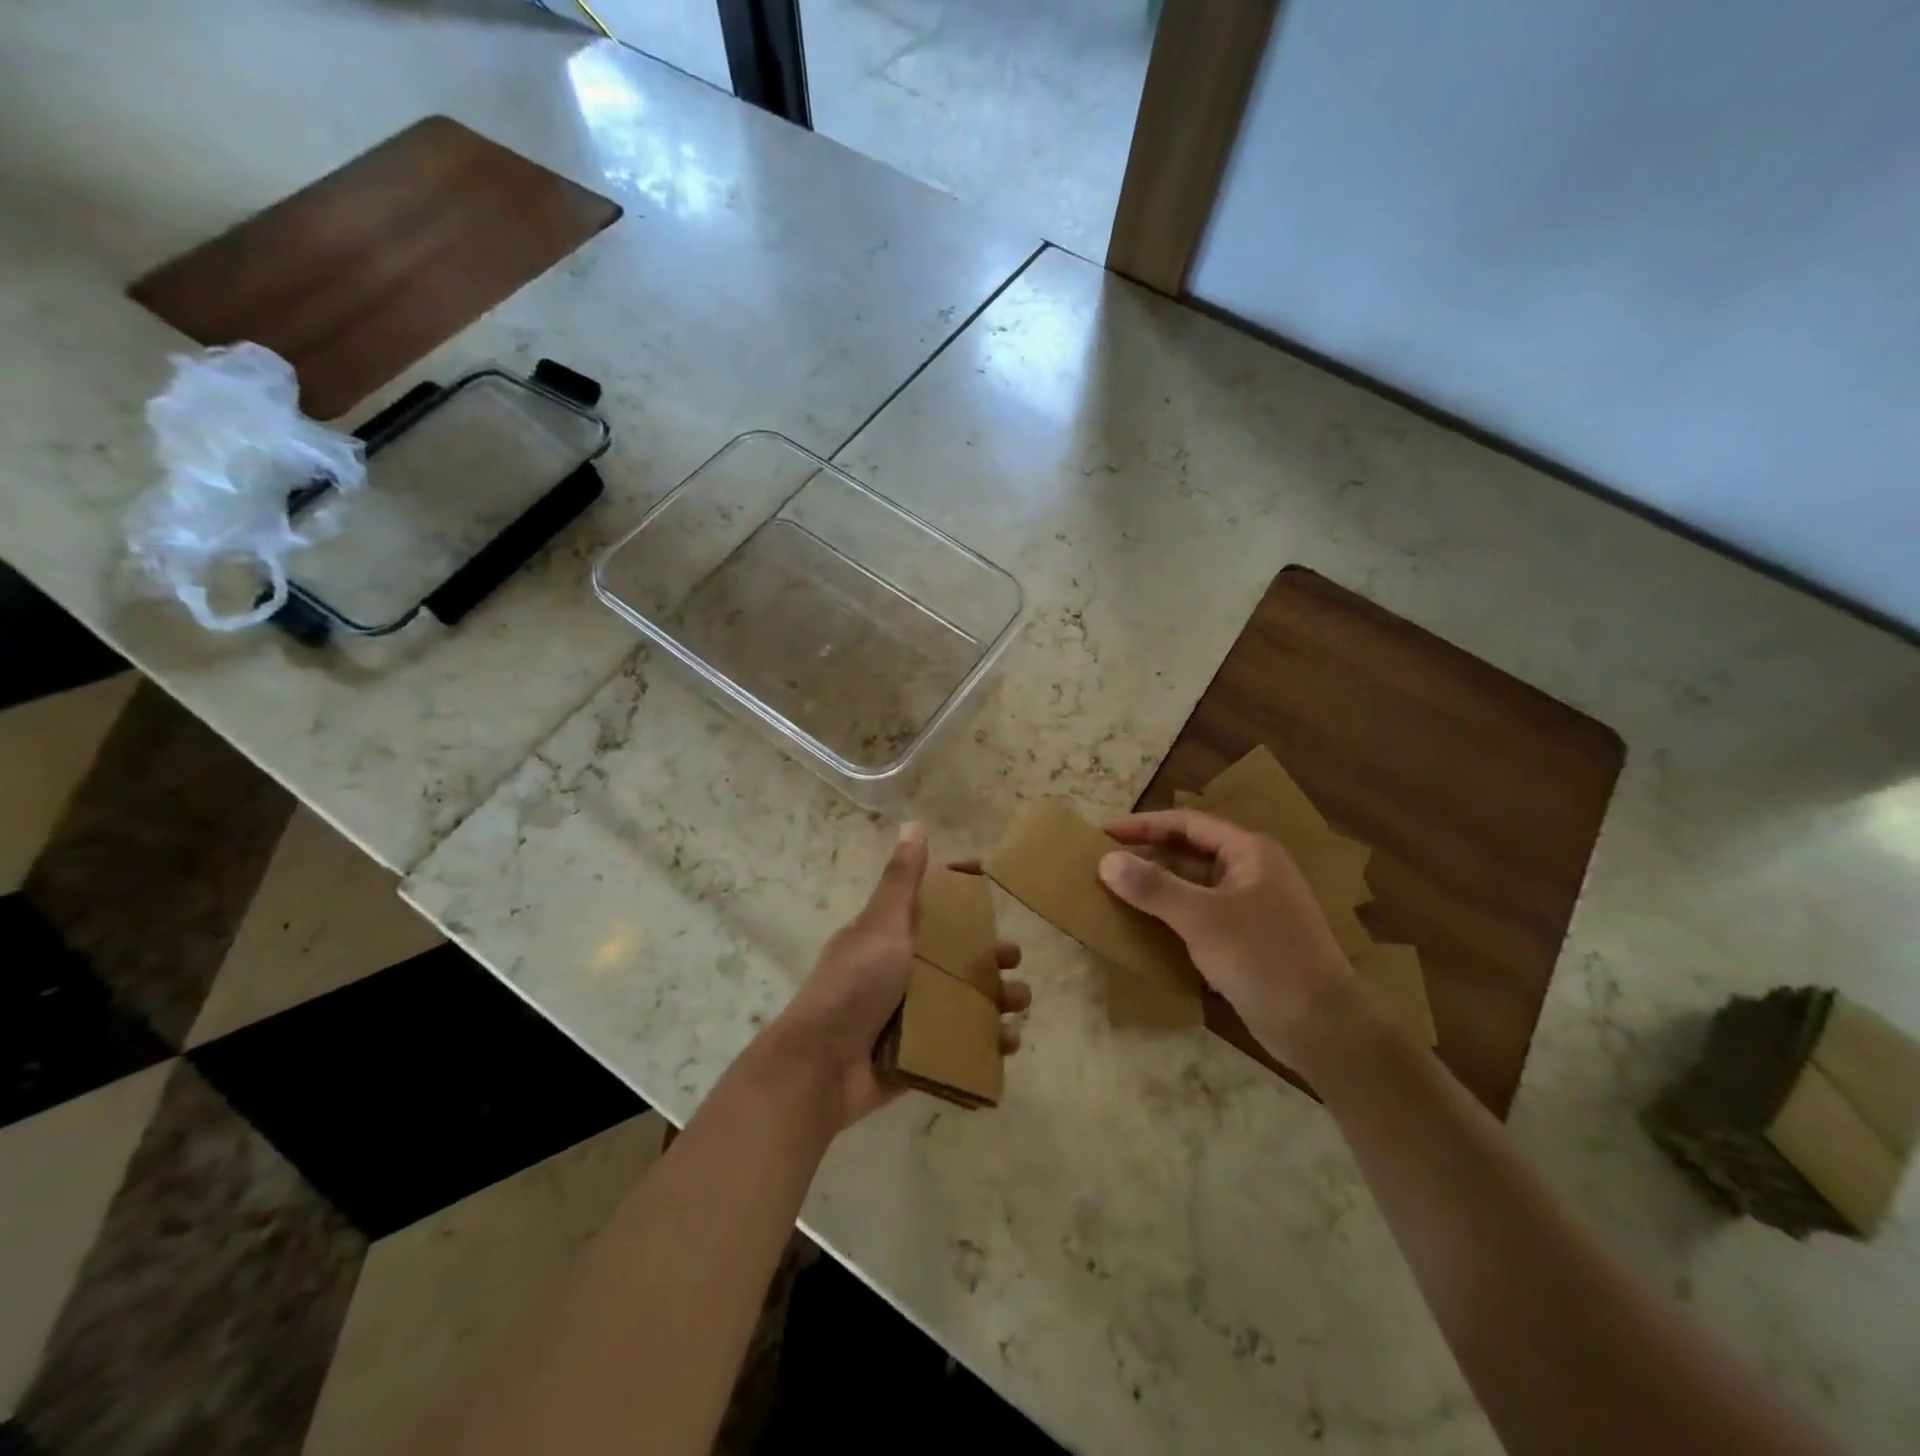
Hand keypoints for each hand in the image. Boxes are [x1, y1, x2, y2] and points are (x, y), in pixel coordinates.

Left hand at [767, 822, 1030, 1130]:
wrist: (821, 1067)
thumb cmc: (854, 985)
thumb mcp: (881, 926)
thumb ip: (901, 881)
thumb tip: (914, 824)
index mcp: (890, 937)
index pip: (931, 903)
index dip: (960, 889)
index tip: (990, 876)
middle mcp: (901, 972)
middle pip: (955, 956)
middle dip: (989, 955)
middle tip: (1013, 959)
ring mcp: (910, 1015)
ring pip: (964, 1000)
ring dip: (996, 998)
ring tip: (1019, 1003)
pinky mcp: (918, 1054)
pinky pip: (960, 1044)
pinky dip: (986, 1043)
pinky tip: (1007, 1043)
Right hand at [1098, 809, 1354, 1067]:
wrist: (1322, 1027)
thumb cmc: (1264, 959)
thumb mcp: (1202, 918)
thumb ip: (1153, 887)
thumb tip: (1106, 861)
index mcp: (1248, 852)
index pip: (1186, 823)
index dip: (1142, 825)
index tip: (1102, 833)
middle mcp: (1251, 871)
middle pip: (1188, 852)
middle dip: (1146, 856)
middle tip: (1101, 863)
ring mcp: (1251, 907)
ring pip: (1193, 885)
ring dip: (1156, 887)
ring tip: (1113, 892)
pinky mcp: (1247, 940)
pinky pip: (1199, 915)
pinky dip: (1171, 915)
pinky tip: (1142, 927)